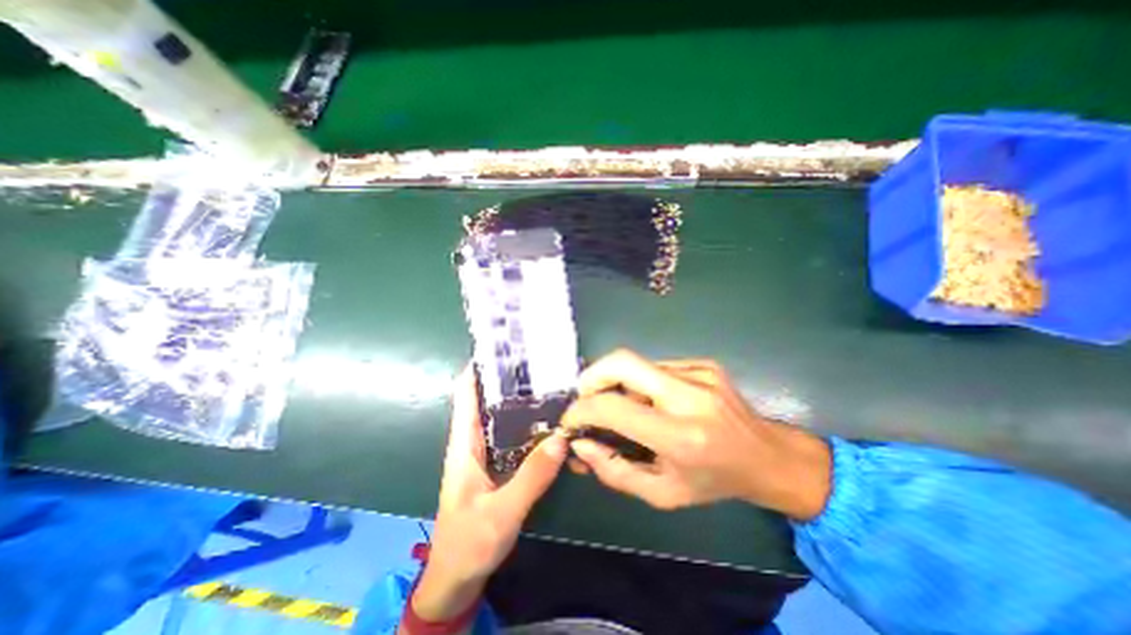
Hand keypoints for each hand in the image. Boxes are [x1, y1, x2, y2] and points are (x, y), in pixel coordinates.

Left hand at [411, 365, 565, 621]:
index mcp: (464, 443)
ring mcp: (490, 452)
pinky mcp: (501, 463)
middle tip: (541, 361)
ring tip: (551, 382)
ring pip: (505, 416)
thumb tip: (561, 437)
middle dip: (511, 379)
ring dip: (523, 400)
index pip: (467, 393)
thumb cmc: (468, 543)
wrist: (458, 578)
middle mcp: (476, 440)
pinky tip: (552, 419)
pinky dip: (531, 423)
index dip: (481, 368)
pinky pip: (517, 435)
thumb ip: (531, 477)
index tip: (505, 348)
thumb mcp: (501, 512)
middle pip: (491, 399)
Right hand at [563, 349, 828, 517]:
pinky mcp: (703, 363)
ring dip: (619, 384)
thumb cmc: (714, 482)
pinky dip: (642, 382)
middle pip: (621, 362)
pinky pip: (656, 367)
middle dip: (592, 376)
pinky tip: (655, 402)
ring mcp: (699, 372)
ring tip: (626, 408)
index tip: (571, 420)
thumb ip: (615, 471)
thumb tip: (581, 444)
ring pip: (637, 365)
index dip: (581, 410)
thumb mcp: (662, 493)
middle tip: (585, 398)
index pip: (614, 407)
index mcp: (681, 435)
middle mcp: (689, 395)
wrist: (769, 457)